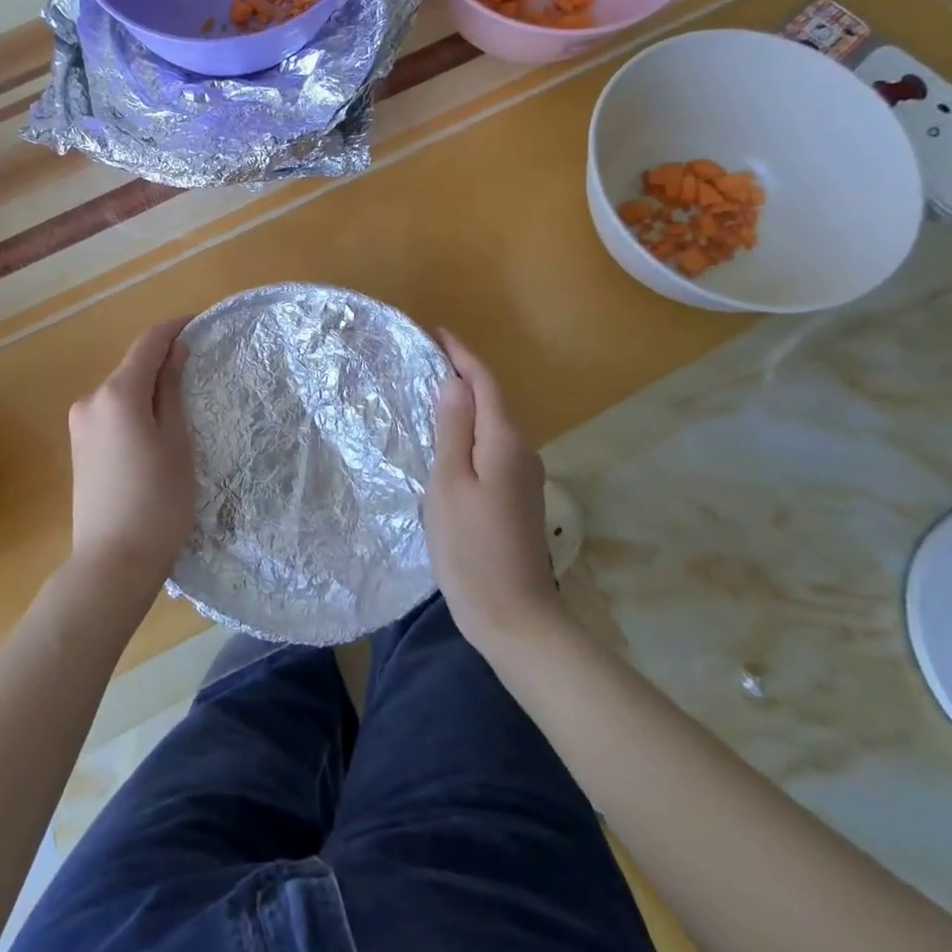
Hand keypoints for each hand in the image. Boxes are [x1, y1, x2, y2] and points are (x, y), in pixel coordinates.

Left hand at [66, 317, 195, 593]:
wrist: (112, 564)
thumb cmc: (158, 501)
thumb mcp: (176, 442)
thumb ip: (172, 390)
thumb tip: (175, 351)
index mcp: (117, 393)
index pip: (148, 342)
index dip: (175, 328)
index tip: (201, 324)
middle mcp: (91, 400)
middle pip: (132, 366)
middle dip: (164, 361)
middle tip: (201, 371)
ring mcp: (80, 425)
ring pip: (122, 391)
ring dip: (150, 387)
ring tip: (184, 404)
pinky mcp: (79, 447)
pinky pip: (112, 413)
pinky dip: (135, 409)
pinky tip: (156, 430)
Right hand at [426, 331, 560, 657]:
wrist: (517, 618)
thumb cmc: (472, 548)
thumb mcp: (450, 484)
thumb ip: (453, 430)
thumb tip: (454, 383)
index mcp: (505, 442)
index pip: (486, 383)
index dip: (463, 356)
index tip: (438, 333)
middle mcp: (523, 451)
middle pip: (493, 400)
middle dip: (464, 375)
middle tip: (426, 360)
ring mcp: (525, 476)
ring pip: (494, 424)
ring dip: (467, 403)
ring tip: (431, 393)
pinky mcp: (519, 497)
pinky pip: (494, 446)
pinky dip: (472, 431)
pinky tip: (450, 440)